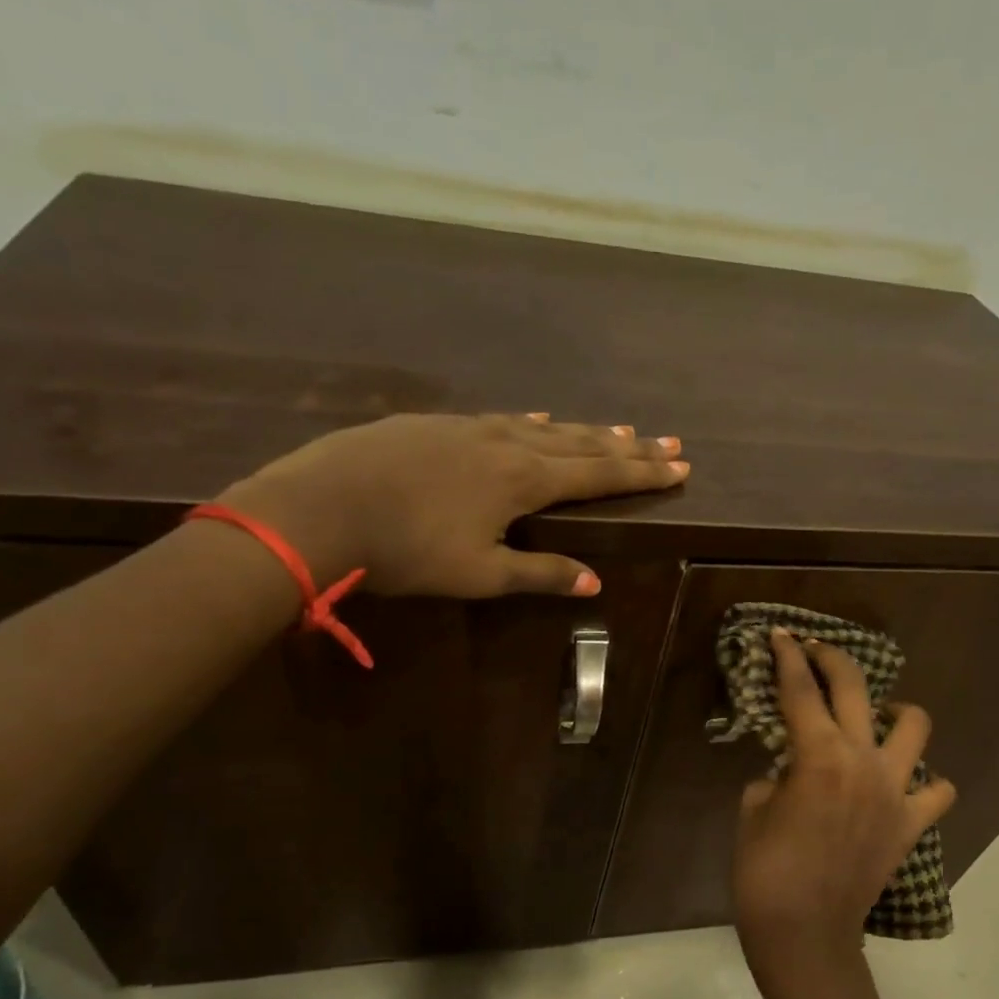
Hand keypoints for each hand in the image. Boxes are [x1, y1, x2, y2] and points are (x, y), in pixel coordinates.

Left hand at [217, 413, 688, 596]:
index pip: (598, 474)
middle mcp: (505, 443)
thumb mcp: (479, 574)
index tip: (680, 466)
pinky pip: (502, 419)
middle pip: (580, 443)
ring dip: (585, 430)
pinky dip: (533, 422)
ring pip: (543, 426)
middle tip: (669, 441)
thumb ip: (539, 573)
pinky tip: (536, 417)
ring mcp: (468, 428)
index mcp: (523, 480)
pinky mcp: (433, 425)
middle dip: (627, 446)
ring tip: (619, 428)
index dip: (642, 472)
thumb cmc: (406, 550)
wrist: (318, 508)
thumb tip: (594, 581)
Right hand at [732, 631, 955, 998]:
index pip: (800, 689)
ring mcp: (895, 792)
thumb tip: (792, 769)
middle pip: (855, 689)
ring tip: (875, 715)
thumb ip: (776, 776)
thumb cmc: (764, 873)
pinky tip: (900, 783)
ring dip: (895, 710)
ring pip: (914, 727)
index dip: (787, 656)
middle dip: (832, 658)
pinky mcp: (911, 825)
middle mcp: (863, 762)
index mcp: (817, 756)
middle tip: (814, 650)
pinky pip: (937, 792)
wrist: (805, 936)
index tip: (781, 634)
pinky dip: (925, 781)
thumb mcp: (752, 809)